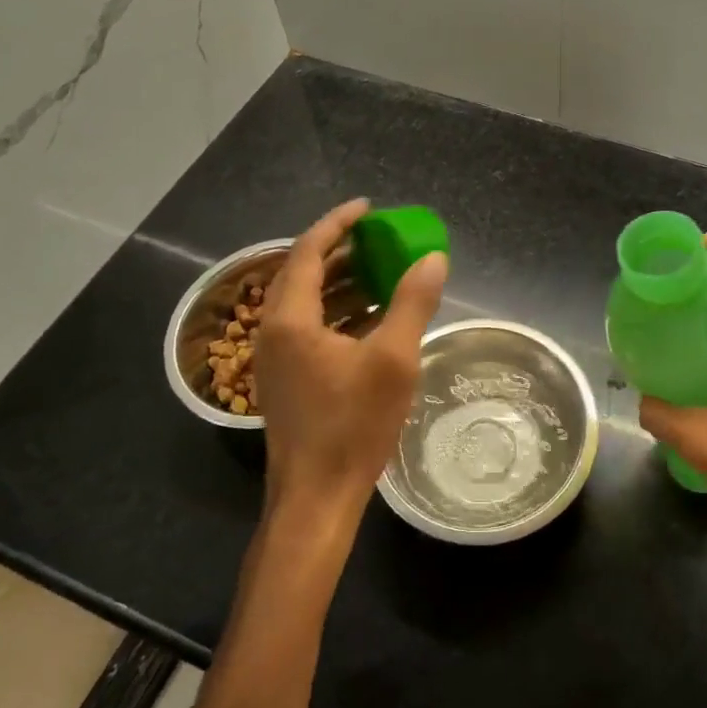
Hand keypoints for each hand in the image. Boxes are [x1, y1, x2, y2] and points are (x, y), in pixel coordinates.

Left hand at [253, 199, 446, 528]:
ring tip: (381, 272)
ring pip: (306, 302)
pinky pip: (309, 328)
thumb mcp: (392, 360)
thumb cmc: (352, 427)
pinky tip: (373, 318)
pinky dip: (339, 313)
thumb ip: (411, 303)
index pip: (309, 251)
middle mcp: (273, 331)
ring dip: (341, 283)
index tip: (368, 208)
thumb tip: (433, 258)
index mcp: (290, 319)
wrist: (315, 499)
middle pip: (303, 273)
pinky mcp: (286, 379)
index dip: (338, 223)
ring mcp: (276, 358)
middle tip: (378, 239)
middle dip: (341, 251)